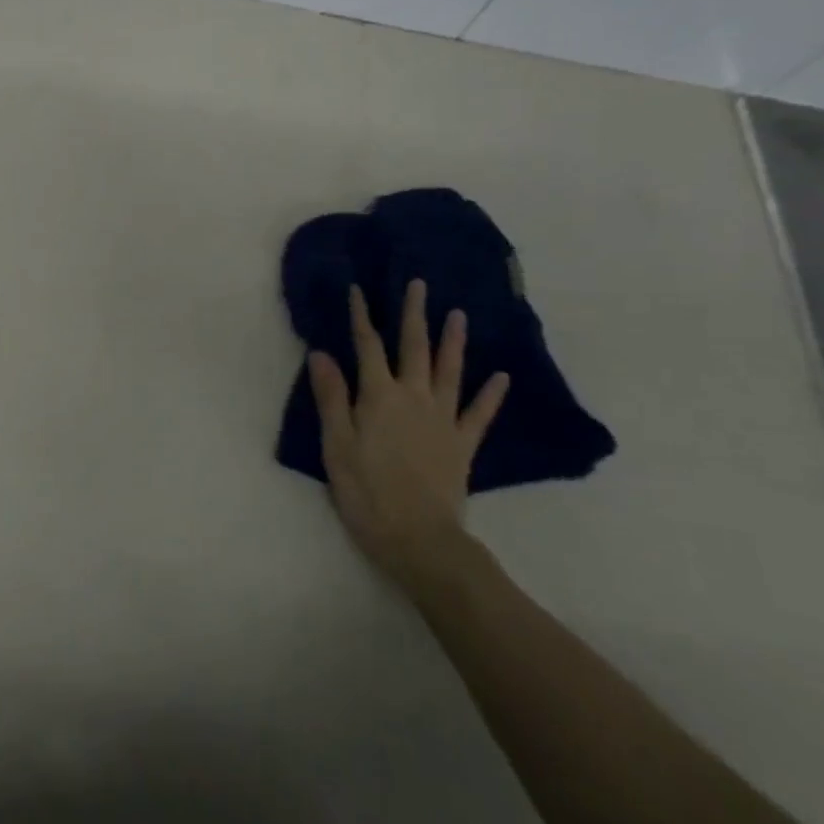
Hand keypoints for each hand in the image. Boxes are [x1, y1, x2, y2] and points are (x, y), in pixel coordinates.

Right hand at [308, 280, 509, 596]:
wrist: (419, 539)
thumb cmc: (366, 492)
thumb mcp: (336, 444)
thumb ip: (331, 397)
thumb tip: (322, 354)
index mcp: (379, 396)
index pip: (367, 346)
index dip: (361, 317)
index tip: (358, 290)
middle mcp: (414, 398)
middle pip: (414, 348)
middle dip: (414, 315)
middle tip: (419, 285)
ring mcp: (443, 420)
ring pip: (450, 371)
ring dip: (453, 342)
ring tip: (458, 315)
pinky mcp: (463, 445)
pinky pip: (479, 414)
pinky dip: (491, 394)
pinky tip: (501, 377)